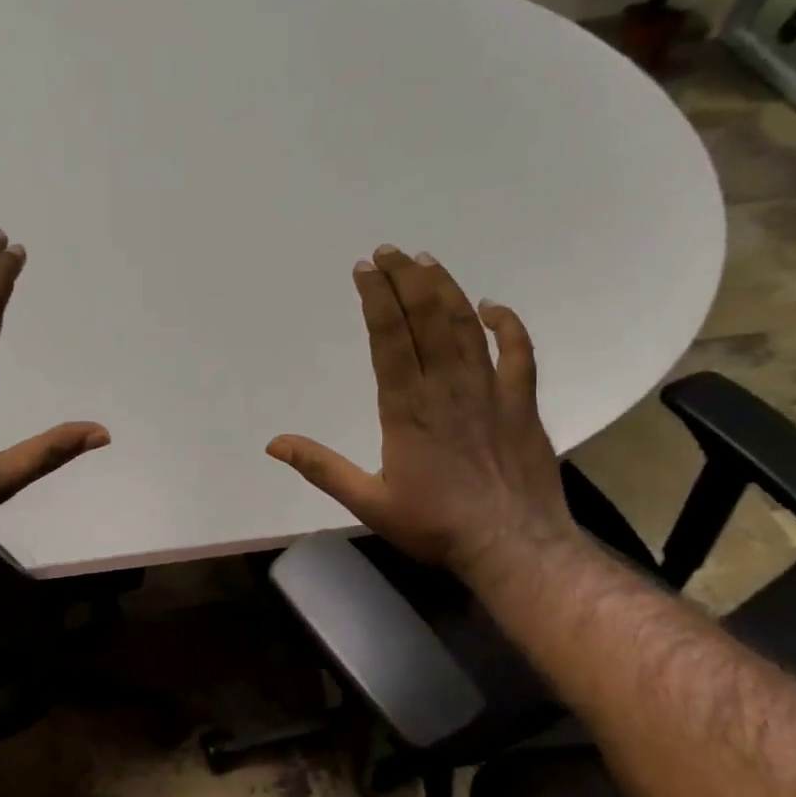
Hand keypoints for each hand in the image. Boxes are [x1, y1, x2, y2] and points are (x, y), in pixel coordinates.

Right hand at [266, 244, 577, 584]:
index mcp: (407, 408)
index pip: (388, 338)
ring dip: (446, 289)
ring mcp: (489, 391)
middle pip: (427, 318)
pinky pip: (518, 352)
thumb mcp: (368, 503)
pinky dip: (507, 325)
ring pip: (466, 325)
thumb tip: (274, 444)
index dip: (375, 298)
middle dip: (407, 279)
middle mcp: (447, 387)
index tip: (364, 269)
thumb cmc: (435, 525)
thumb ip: (322, 468)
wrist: (512, 546)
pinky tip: (493, 307)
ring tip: (427, 261)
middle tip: (390, 250)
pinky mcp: (521, 403)